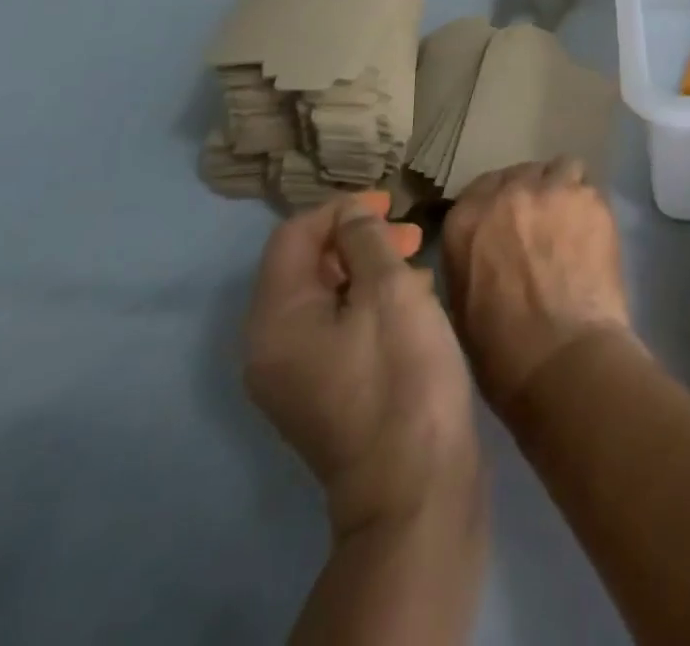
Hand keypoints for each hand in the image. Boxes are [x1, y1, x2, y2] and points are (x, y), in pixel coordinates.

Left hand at [245, 193, 480, 539]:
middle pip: (306, 265)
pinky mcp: (324, 393)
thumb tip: (351, 215)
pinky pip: (337, 327)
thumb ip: (365, 239)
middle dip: (358, 238)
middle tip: (410, 233)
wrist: (415, 487)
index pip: (293, 236)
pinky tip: (414, 301)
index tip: (390, 202)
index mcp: (275, 320)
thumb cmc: (401, 375)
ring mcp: (295, 376)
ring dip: (369, 268)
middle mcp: (271, 347)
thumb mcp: (389, 290)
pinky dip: (369, 302)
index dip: (340, 209)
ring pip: (326, 296)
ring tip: (418, 263)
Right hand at [442, 157, 636, 410]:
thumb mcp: (462, 304)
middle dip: (530, 193)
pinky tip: (592, 233)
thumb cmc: (503, 352)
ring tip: (571, 220)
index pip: (481, 189)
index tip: (509, 223)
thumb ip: (470, 258)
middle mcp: (507, 193)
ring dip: (563, 189)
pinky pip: (589, 186)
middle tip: (542, 224)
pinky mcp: (591, 200)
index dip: (498, 204)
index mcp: (466, 219)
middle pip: (521, 173)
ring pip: (560, 169)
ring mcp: (552, 191)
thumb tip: (484, 248)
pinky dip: (589, 205)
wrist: (563, 361)